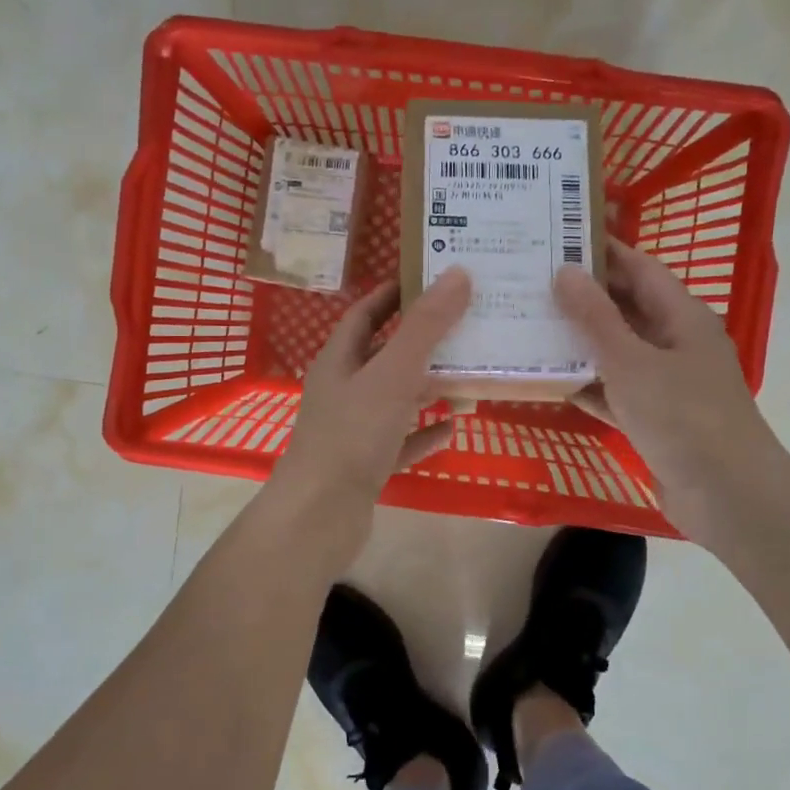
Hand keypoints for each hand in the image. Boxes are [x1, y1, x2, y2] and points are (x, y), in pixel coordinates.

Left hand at [266, 268, 471, 557]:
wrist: (320, 515)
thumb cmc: (353, 435)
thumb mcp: (393, 374)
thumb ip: (425, 327)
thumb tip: (456, 274)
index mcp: (339, 360)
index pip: (365, 313)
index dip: (393, 295)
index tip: (430, 280)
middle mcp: (343, 389)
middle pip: (384, 354)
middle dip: (421, 341)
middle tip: (465, 326)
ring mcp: (353, 429)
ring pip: (395, 398)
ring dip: (427, 387)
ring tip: (468, 374)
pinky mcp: (366, 464)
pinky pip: (401, 440)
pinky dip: (424, 433)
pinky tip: (452, 429)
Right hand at [554, 238, 789, 540]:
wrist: (727, 495)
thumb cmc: (682, 417)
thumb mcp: (631, 362)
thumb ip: (596, 317)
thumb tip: (566, 271)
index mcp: (682, 317)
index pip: (639, 268)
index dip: (602, 251)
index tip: (557, 237)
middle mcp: (676, 343)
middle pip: (626, 308)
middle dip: (583, 296)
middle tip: (531, 282)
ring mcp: (666, 383)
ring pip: (617, 351)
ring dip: (579, 342)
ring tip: (530, 325)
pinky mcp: (655, 418)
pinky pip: (615, 391)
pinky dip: (588, 385)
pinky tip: (549, 381)